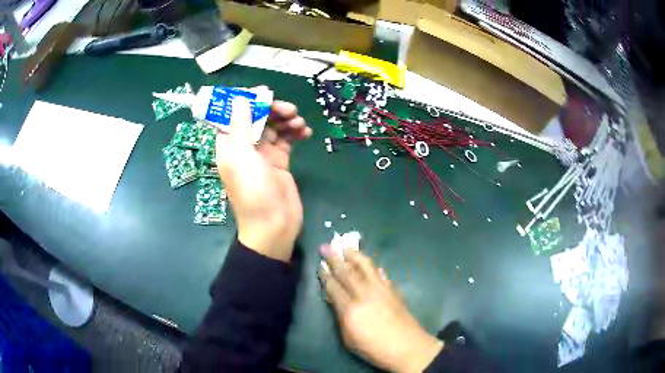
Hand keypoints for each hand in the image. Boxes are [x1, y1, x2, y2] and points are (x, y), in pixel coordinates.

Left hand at [216, 97, 311, 261]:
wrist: (274, 225)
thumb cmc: (253, 191)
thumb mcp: (242, 155)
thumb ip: (241, 124)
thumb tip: (240, 97)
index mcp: (229, 144)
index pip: (233, 114)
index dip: (246, 100)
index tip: (263, 93)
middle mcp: (244, 146)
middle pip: (257, 117)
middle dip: (272, 110)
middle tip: (289, 110)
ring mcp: (263, 153)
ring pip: (274, 126)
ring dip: (286, 120)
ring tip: (299, 122)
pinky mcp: (280, 161)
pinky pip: (287, 139)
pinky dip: (295, 132)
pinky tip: (305, 132)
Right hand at [319, 246, 442, 371]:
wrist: (406, 347)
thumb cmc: (374, 348)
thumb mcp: (349, 339)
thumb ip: (341, 318)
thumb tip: (337, 302)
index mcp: (350, 309)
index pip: (334, 287)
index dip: (325, 275)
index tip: (320, 264)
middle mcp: (364, 294)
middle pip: (347, 273)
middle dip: (335, 259)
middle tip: (326, 247)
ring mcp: (381, 290)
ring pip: (365, 267)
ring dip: (354, 256)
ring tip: (347, 247)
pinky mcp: (393, 291)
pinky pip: (381, 274)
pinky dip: (374, 268)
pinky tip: (370, 265)